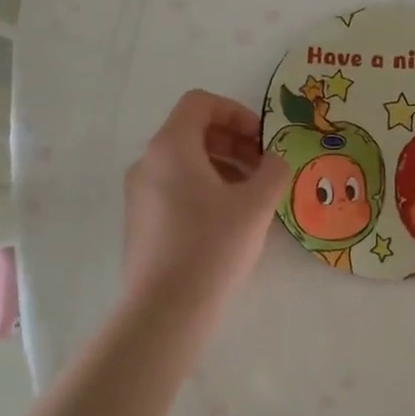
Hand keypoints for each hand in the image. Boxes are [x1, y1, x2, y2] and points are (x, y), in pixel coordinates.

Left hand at [122, 90, 287, 300]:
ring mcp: (139, 194)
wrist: (165, 312)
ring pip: (185, 162)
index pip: (200, 103)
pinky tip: (230, 219)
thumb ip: (274, 170)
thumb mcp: (257, 204)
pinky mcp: (141, 223)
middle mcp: (148, 163)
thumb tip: (275, 160)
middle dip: (233, 142)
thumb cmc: (213, 246)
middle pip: (192, 131)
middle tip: (264, 167)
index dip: (236, 112)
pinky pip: (175, 188)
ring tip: (253, 195)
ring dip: (223, 166)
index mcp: (170, 147)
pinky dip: (205, 188)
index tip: (261, 139)